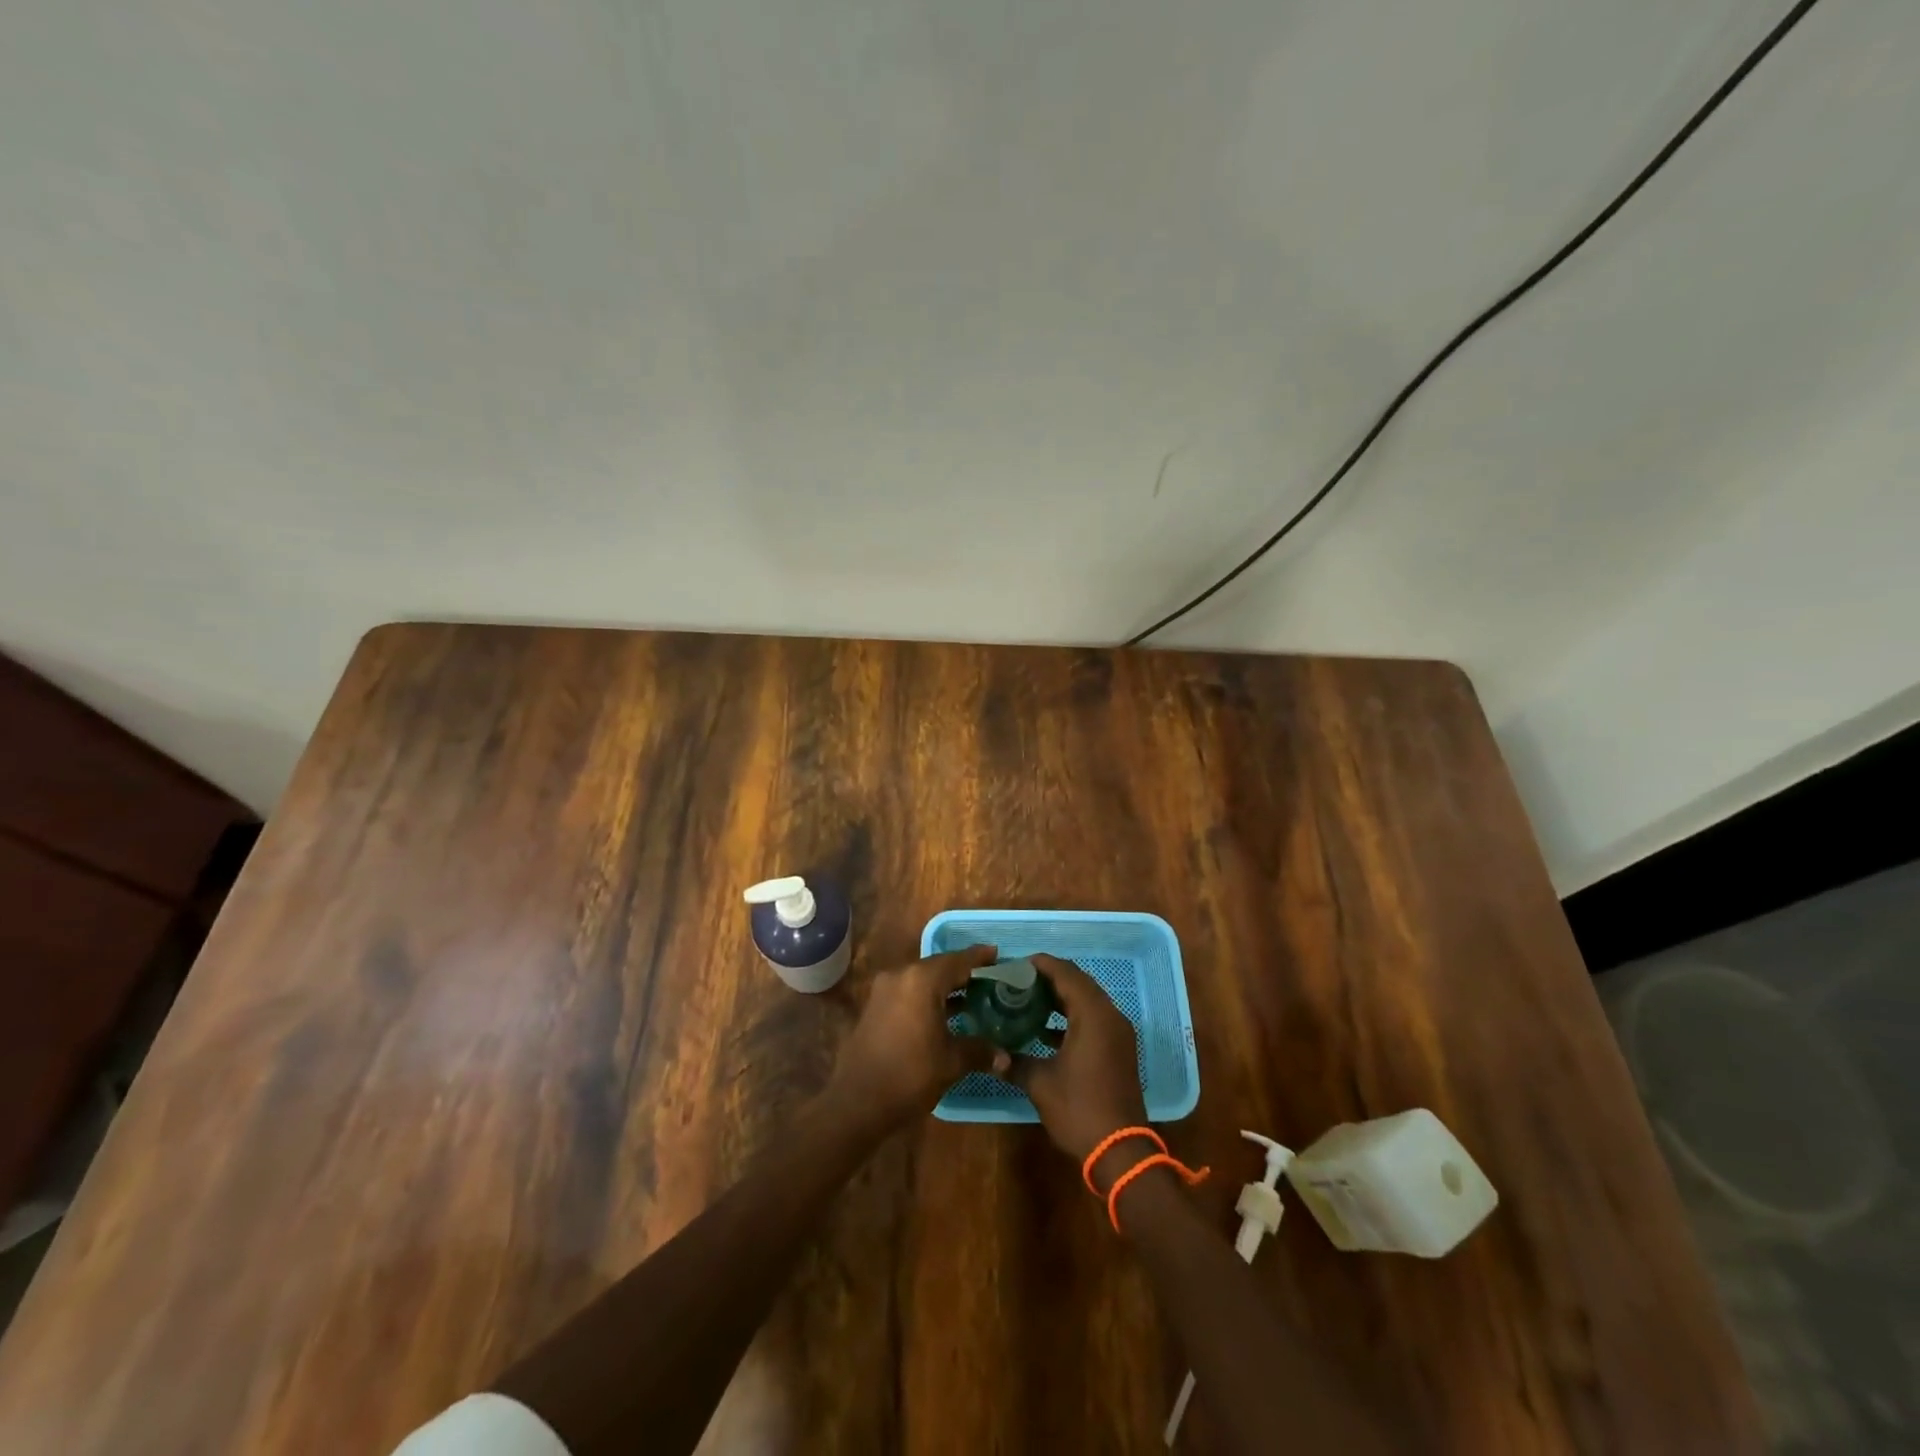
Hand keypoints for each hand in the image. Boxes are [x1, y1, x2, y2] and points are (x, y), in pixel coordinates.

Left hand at [826, 944, 998, 1129]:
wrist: (857, 1102)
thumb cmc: (910, 1074)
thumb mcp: (951, 1062)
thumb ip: (979, 1051)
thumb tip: (1005, 1056)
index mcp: (922, 980)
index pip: (957, 961)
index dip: (979, 957)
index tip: (997, 953)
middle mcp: (901, 976)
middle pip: (938, 966)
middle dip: (962, 972)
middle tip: (988, 979)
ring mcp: (883, 990)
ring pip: (921, 979)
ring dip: (943, 986)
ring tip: (970, 997)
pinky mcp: (874, 1007)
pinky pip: (907, 992)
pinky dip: (926, 997)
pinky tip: (942, 1014)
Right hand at [1001, 954, 1146, 1173]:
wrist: (1120, 1150)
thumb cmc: (1079, 1109)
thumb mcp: (1040, 1084)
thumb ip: (1015, 1062)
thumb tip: (993, 1056)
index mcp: (1093, 1015)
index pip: (1066, 974)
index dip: (1041, 965)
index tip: (1015, 965)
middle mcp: (1110, 1016)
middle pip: (1079, 982)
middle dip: (1050, 978)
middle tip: (1018, 981)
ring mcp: (1118, 1033)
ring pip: (1088, 1001)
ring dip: (1062, 997)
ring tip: (1028, 1000)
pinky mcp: (1119, 1049)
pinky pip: (1094, 1019)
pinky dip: (1072, 1016)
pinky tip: (1046, 1030)